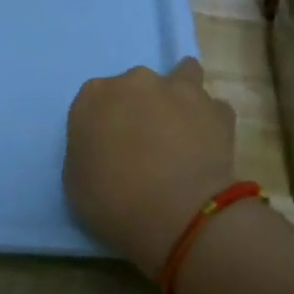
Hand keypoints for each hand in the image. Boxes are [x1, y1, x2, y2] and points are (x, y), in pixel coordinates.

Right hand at [65, 58, 237, 273]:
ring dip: (180, 98)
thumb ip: (87, 152)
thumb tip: (105, 150)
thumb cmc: (115, 204)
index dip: (103, 125)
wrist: (180, 216)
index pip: (95, 101)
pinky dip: (209, 123)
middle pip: (136, 87)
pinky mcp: (217, 109)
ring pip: (182, 77)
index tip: (109, 149)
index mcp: (94, 95)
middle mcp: (136, 81)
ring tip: (182, 130)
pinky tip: (208, 146)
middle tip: (145, 145)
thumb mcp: (76, 183)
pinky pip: (213, 110)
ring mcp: (180, 90)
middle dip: (141, 108)